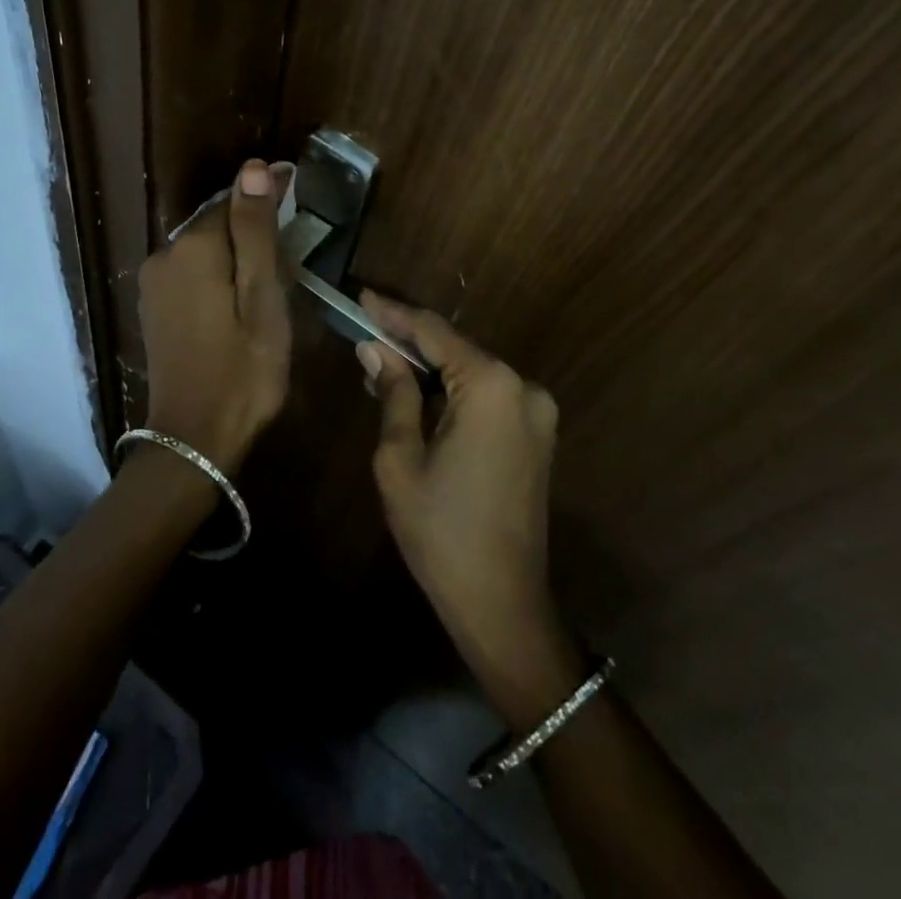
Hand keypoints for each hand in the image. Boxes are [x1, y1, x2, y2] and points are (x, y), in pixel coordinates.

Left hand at [137, 160, 291, 472]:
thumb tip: (255, 167)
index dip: (268, 193)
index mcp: (193, 247)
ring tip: (271, 261)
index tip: (298, 185)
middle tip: (292, 230)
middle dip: (250, 220)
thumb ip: (256, 231)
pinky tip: (237, 289)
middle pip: (215, 221)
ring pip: (202, 245)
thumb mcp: (262, 299)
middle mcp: (164, 254)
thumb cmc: (244, 370)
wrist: (194, 439)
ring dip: (234, 245)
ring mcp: (154, 283)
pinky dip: (216, 268)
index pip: (234, 198)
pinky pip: (189, 269)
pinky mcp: (153, 306)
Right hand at [361, 292, 567, 677]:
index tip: (361, 297)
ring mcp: (537, 411)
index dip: (393, 313)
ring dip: (431, 368)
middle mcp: (522, 386)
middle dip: (410, 342)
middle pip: (456, 349)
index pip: (433, 332)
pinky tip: (421, 395)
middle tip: (365, 334)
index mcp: (490, 386)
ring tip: (385, 365)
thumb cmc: (440, 530)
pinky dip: (454, 391)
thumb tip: (375, 350)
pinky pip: (489, 396)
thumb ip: (394, 392)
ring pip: (472, 372)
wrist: (503, 603)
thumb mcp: (400, 457)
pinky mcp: (539, 434)